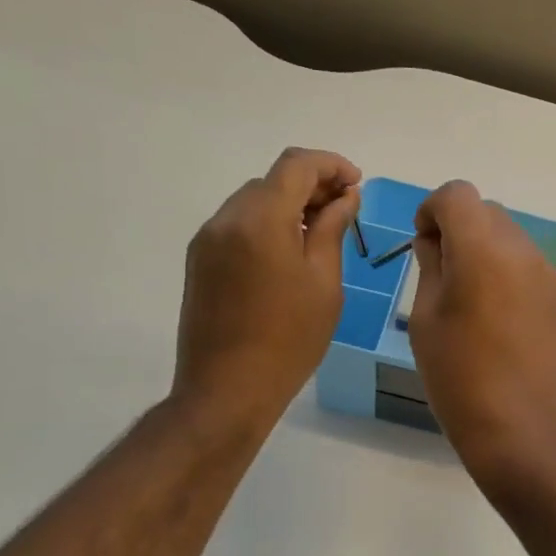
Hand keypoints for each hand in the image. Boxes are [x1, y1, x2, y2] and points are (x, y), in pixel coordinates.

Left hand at [173, 148, 360, 427]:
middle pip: (272, 180)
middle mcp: (226, 219)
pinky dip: (266, 225)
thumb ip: (332, 229)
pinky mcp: (199, 261)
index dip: (331, 165)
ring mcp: (207, 240)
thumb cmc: (289, 340)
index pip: (296, 165)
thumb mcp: (324, 283)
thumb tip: (344, 197)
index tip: (356, 184)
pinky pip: (237, 225)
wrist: (227, 390)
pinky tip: (288, 253)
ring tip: (319, 233)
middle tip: (344, 211)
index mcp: (260, 219)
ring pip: (253, 201)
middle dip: (311, 186)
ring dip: (288, 205)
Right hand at [406, 181, 555, 481]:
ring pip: (510, 238)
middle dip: (459, 228)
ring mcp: (548, 274)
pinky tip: (497, 318)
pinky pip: (528, 266)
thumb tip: (435, 241)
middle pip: (486, 212)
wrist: (520, 429)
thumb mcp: (426, 319)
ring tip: (470, 300)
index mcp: (483, 250)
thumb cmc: (458, 377)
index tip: (424, 245)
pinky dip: (507, 272)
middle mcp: (523, 251)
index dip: (432, 210)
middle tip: (442, 273)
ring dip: (485, 250)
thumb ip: (431, 266)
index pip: (457, 194)